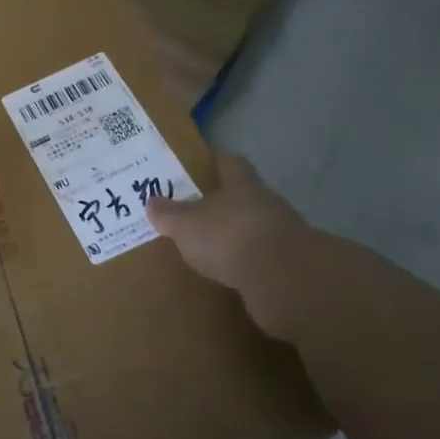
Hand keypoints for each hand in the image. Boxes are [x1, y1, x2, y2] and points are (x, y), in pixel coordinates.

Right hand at [147, 149, 308, 340]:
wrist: (284, 280)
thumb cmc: (229, 237)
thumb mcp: (185, 224)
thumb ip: (168, 213)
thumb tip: (153, 202)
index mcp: (241, 184)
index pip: (228, 161)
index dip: (213, 159)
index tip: (197, 161)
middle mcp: (265, 202)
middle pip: (241, 195)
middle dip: (219, 200)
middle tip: (192, 207)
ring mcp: (280, 233)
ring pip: (251, 226)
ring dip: (232, 233)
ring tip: (206, 244)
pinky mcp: (287, 264)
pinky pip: (258, 257)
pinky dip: (242, 261)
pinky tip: (225, 271)